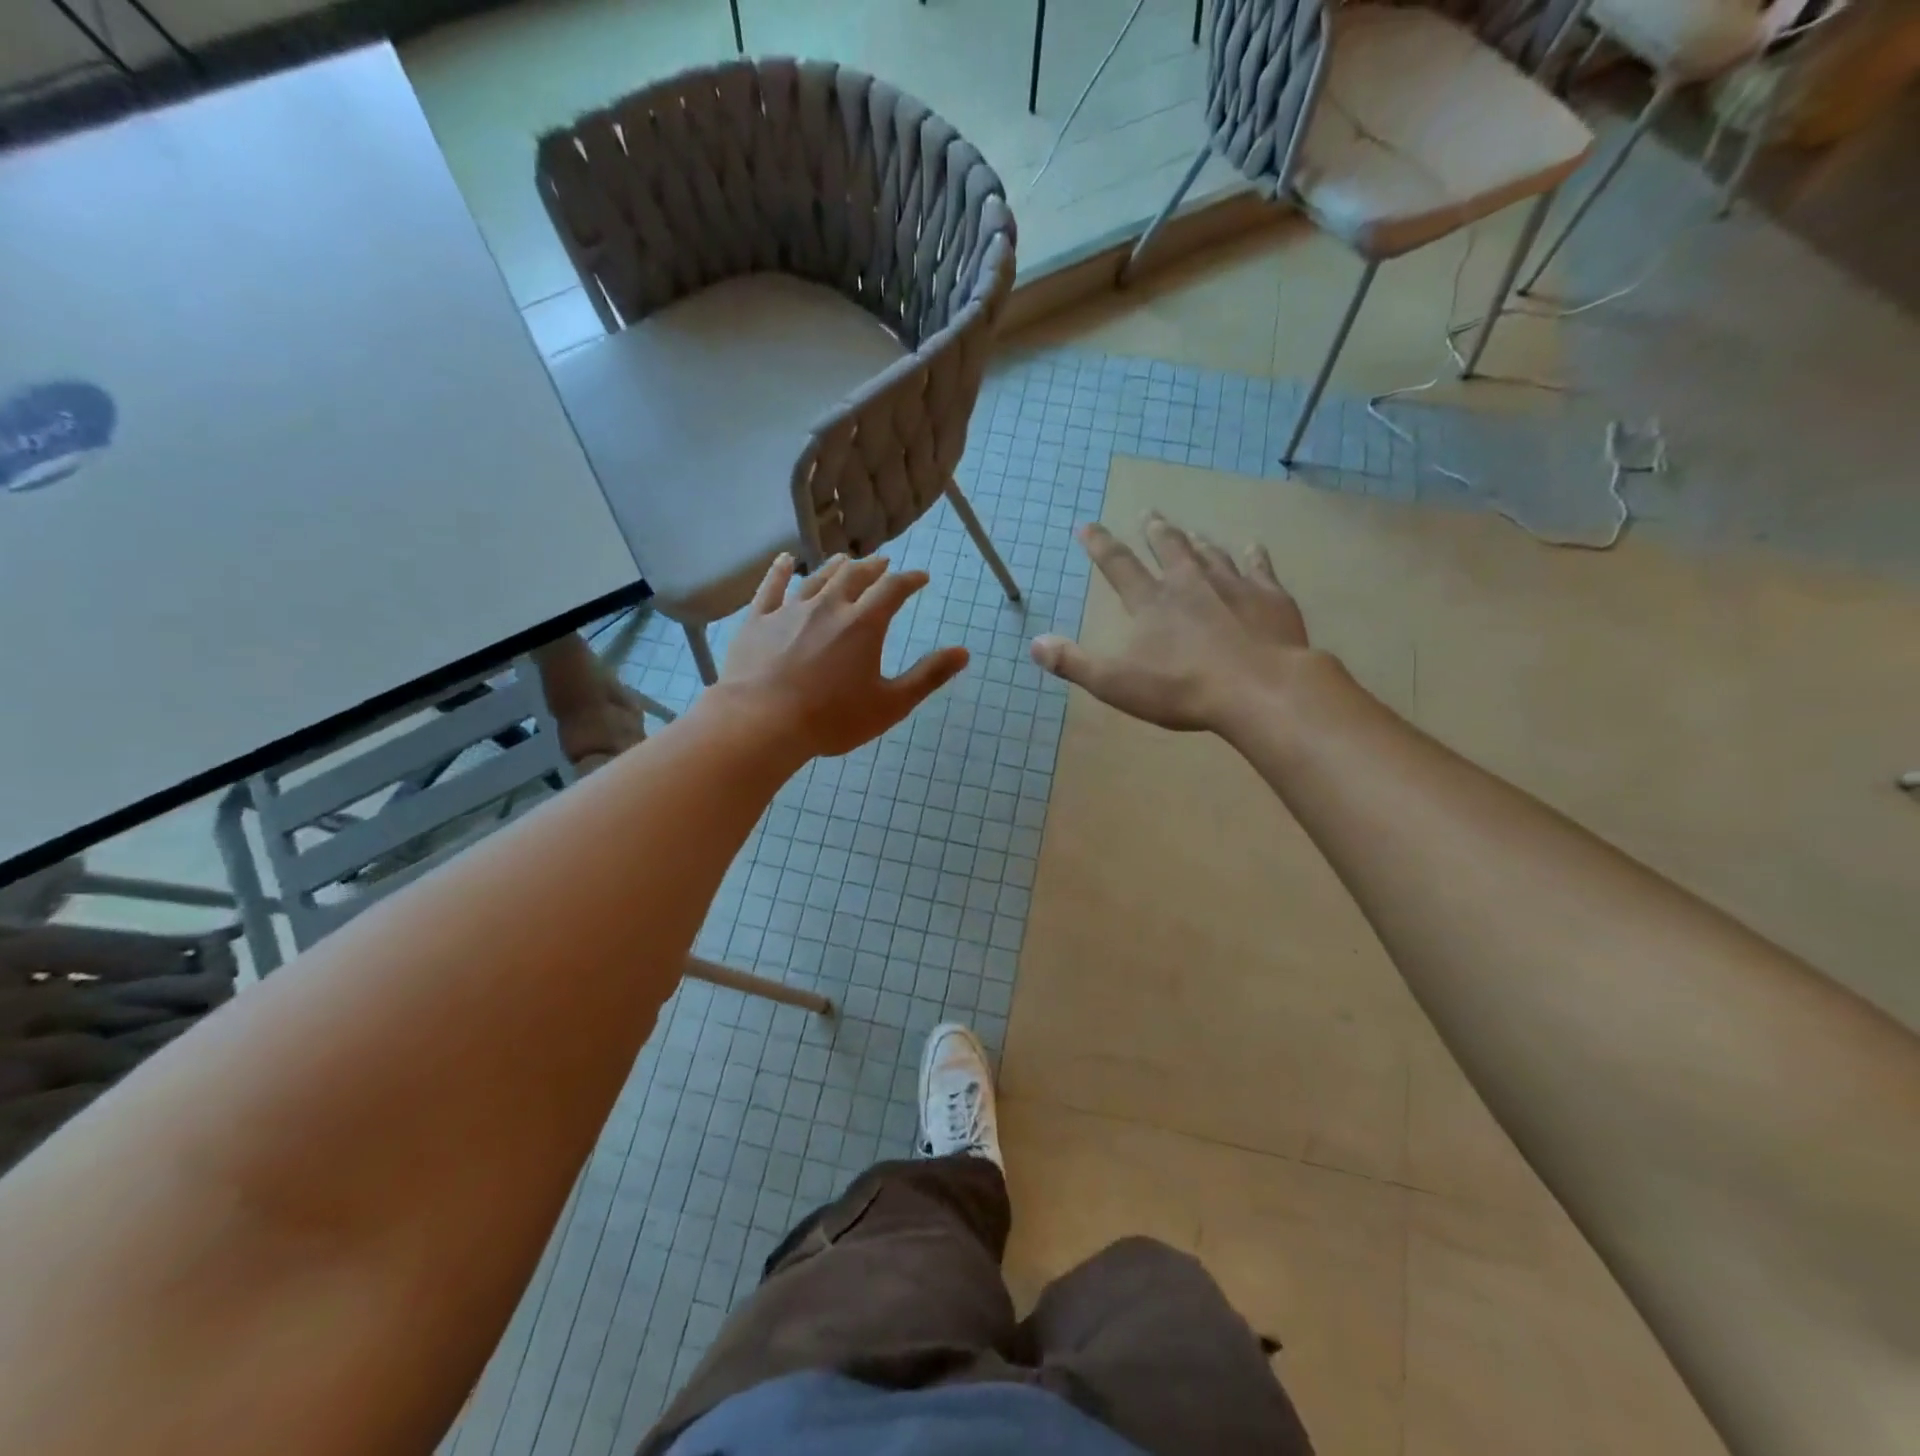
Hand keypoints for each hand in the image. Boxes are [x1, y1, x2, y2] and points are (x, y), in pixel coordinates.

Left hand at [722, 552, 969, 756]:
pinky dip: (781, 570)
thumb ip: (928, 676)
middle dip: (873, 568)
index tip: (920, 577)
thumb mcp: (890, 704)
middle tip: (883, 564)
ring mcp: (789, 610)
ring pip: (817, 578)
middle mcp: (828, 606)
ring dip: (835, 566)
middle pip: (854, 576)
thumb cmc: (831, 718)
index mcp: (863, 624)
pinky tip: (786, 559)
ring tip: (844, 560)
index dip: (910, 579)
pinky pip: (771, 587)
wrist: (761, 722)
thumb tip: (964, 652)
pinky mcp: (758, 620)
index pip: (893, 589)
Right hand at [1030, 514, 1313, 733]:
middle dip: (1154, 531)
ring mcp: (1233, 585)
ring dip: (1197, 541)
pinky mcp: (1269, 597)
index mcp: (1151, 602)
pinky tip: (1253, 546)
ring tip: (1191, 532)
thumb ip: (1073, 662)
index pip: (1118, 565)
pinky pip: (1259, 567)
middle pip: (1169, 547)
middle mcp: (1189, 583)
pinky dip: (1253, 555)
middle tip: (1148, 514)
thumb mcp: (1115, 683)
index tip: (1087, 525)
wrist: (1259, 689)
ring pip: (1211, 554)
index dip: (1099, 544)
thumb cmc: (1182, 689)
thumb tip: (1035, 643)